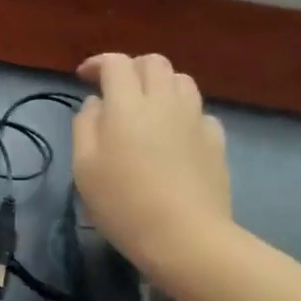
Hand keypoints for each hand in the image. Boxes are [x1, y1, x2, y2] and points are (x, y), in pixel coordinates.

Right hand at [72, 53, 231, 273]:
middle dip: (132, 67)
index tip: (84, 77)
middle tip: (116, 89)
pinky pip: (200, 111)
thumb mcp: (84, 167)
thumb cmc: (123, 204)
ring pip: (181, 80)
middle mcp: (164, 102)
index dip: (98, 63)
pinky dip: (183, 112)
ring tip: (147, 106)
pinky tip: (174, 134)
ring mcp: (195, 120)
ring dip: (160, 84)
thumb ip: (85, 126)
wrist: (185, 238)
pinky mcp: (216, 141)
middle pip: (153, 62)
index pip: (116, 63)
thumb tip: (96, 104)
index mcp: (127, 105)